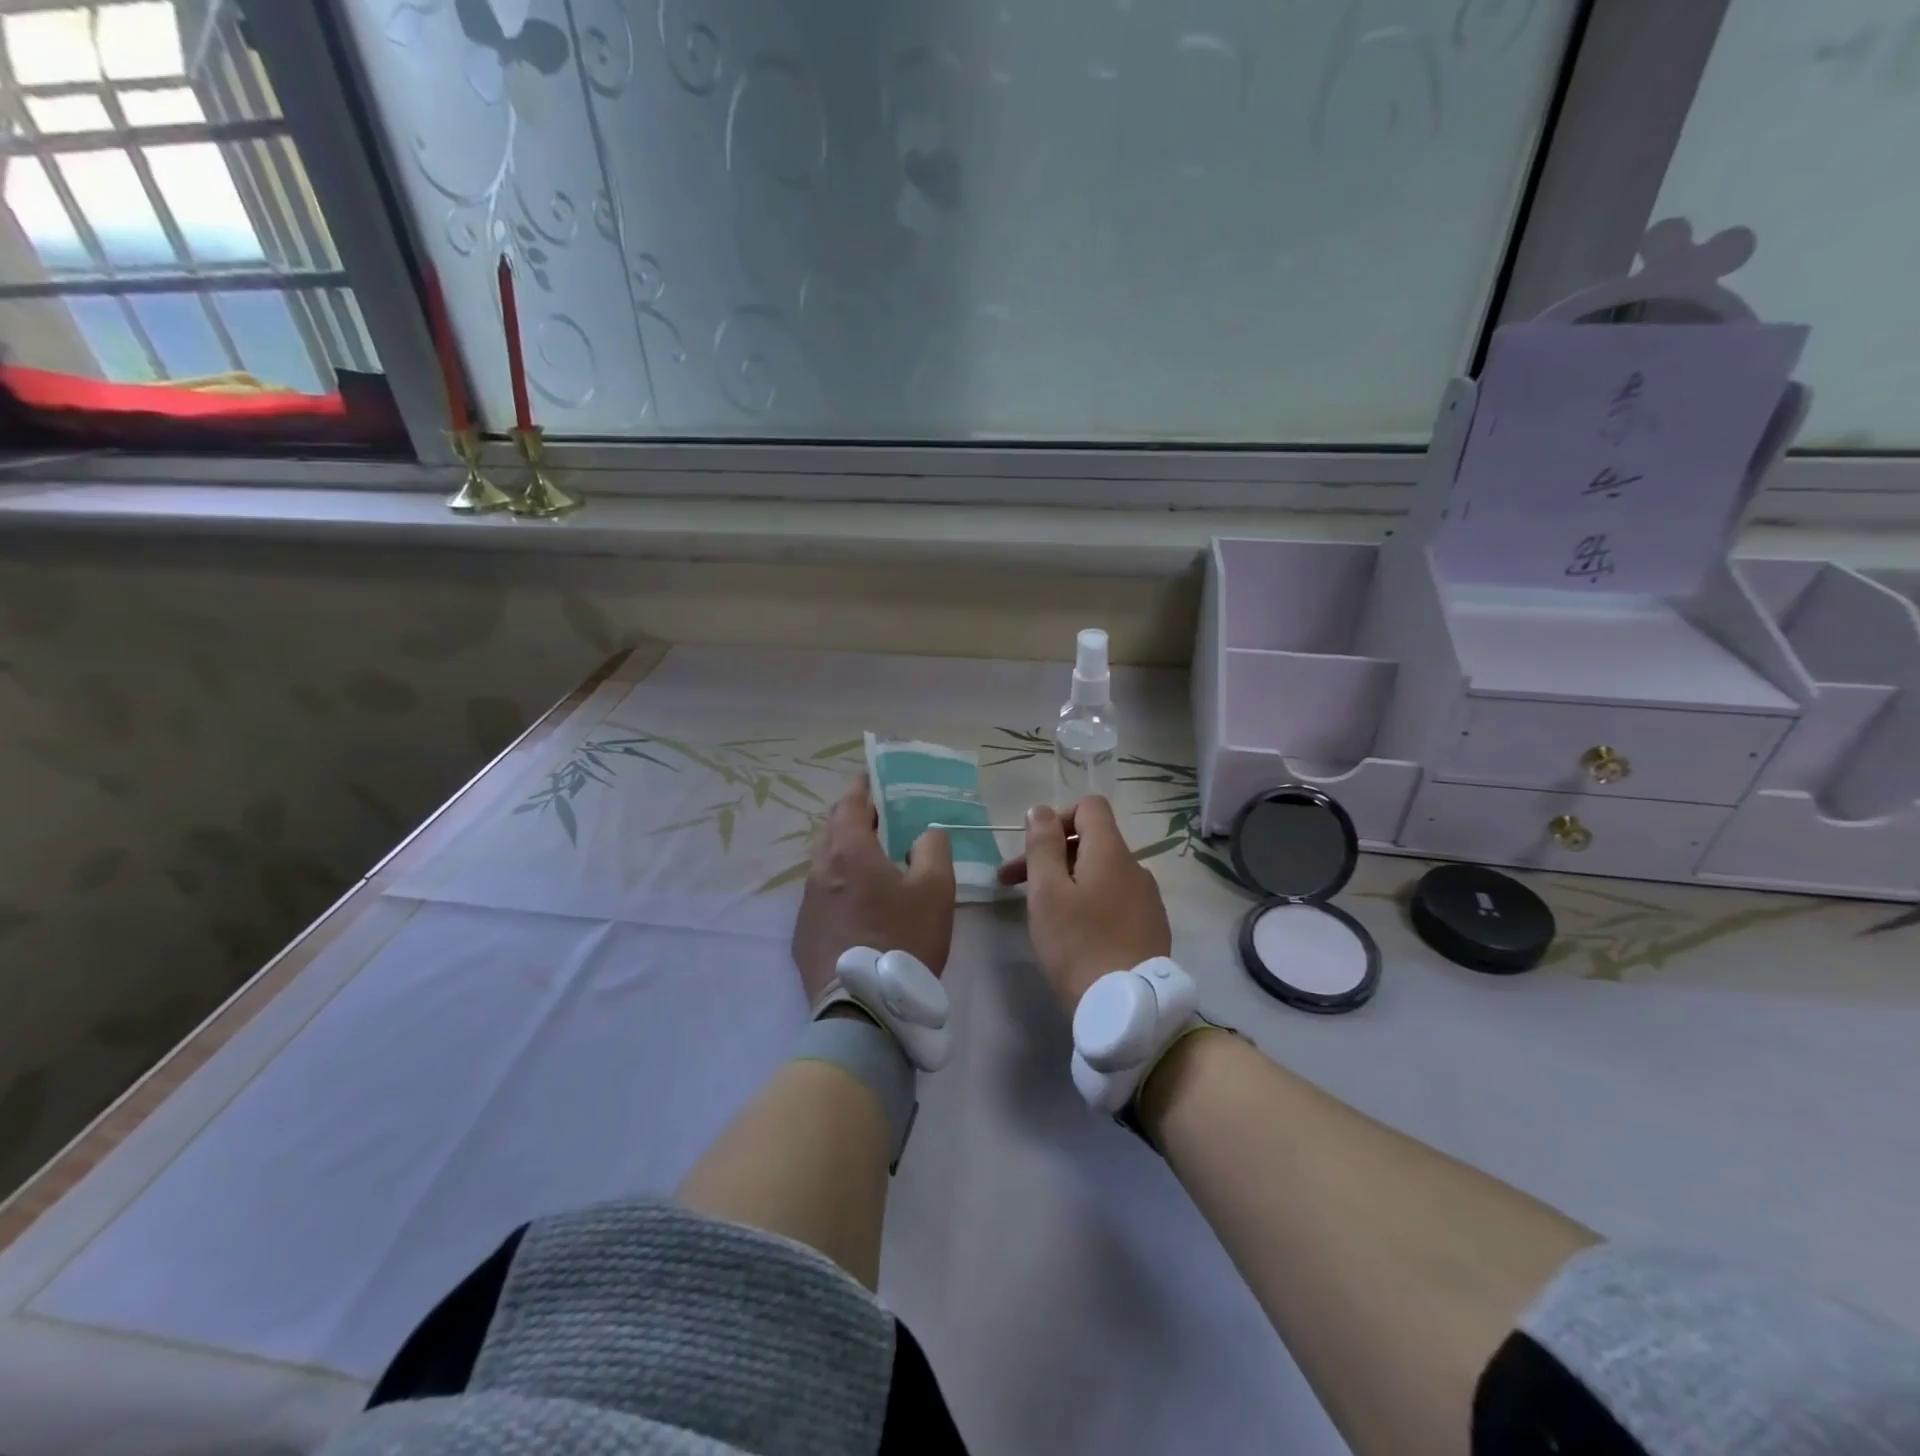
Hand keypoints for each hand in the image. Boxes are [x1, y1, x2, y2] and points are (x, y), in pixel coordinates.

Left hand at [791, 773, 955, 1005]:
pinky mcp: (803, 934)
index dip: (861, 787)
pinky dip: (839, 887)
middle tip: (879, 819)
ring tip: (872, 862)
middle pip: (832, 831)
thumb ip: (933, 849)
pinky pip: (821, 896)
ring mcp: (807, 904)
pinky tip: (858, 906)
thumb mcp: (935, 890)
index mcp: (849, 852)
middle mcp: (819, 870)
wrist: (863, 1008)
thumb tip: (924, 833)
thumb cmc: (903, 938)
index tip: (871, 776)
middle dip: (853, 819)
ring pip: (824, 864)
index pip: (849, 804)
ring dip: (845, 855)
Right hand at [997, 796, 1170, 1017]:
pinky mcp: (1151, 925)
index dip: (1057, 818)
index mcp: (1111, 852)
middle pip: (1091, 841)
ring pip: (1101, 872)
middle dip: (1051, 854)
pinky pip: (1115, 897)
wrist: (1127, 1007)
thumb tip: (1040, 810)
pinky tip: (1074, 932)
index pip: (1089, 806)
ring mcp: (1147, 897)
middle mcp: (1135, 866)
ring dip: (1068, 879)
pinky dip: (1090, 901)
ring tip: (1042, 911)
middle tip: (1012, 884)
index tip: (1033, 848)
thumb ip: (1043, 845)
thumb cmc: (1078, 944)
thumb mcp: (1047, 892)